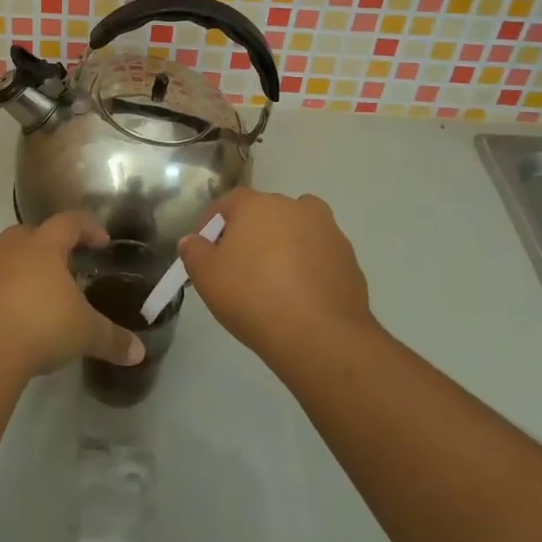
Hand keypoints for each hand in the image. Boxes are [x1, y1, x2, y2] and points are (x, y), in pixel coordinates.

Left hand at [0, 213, 145, 378]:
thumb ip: (112, 339)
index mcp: (43, 248)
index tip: (99, 241)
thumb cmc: (41, 327)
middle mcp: (5, 249)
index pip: (69, 223)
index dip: (86, 228)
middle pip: (21, 233)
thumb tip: (139, 353)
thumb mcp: (85, 334)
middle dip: (35, 246)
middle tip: (49, 271)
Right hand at [177, 189, 373, 369]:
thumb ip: (194, 252)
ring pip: (296, 231)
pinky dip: (308, 267)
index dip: (211, 225)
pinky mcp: (349, 258)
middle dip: (249, 234)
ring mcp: (327, 230)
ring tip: (273, 282)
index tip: (204, 251)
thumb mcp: (207, 277)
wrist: (321, 336)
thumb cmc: (253, 297)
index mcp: (256, 204)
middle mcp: (293, 206)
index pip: (227, 204)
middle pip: (264, 214)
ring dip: (283, 246)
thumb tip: (193, 241)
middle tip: (237, 268)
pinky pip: (319, 256)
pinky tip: (300, 297)